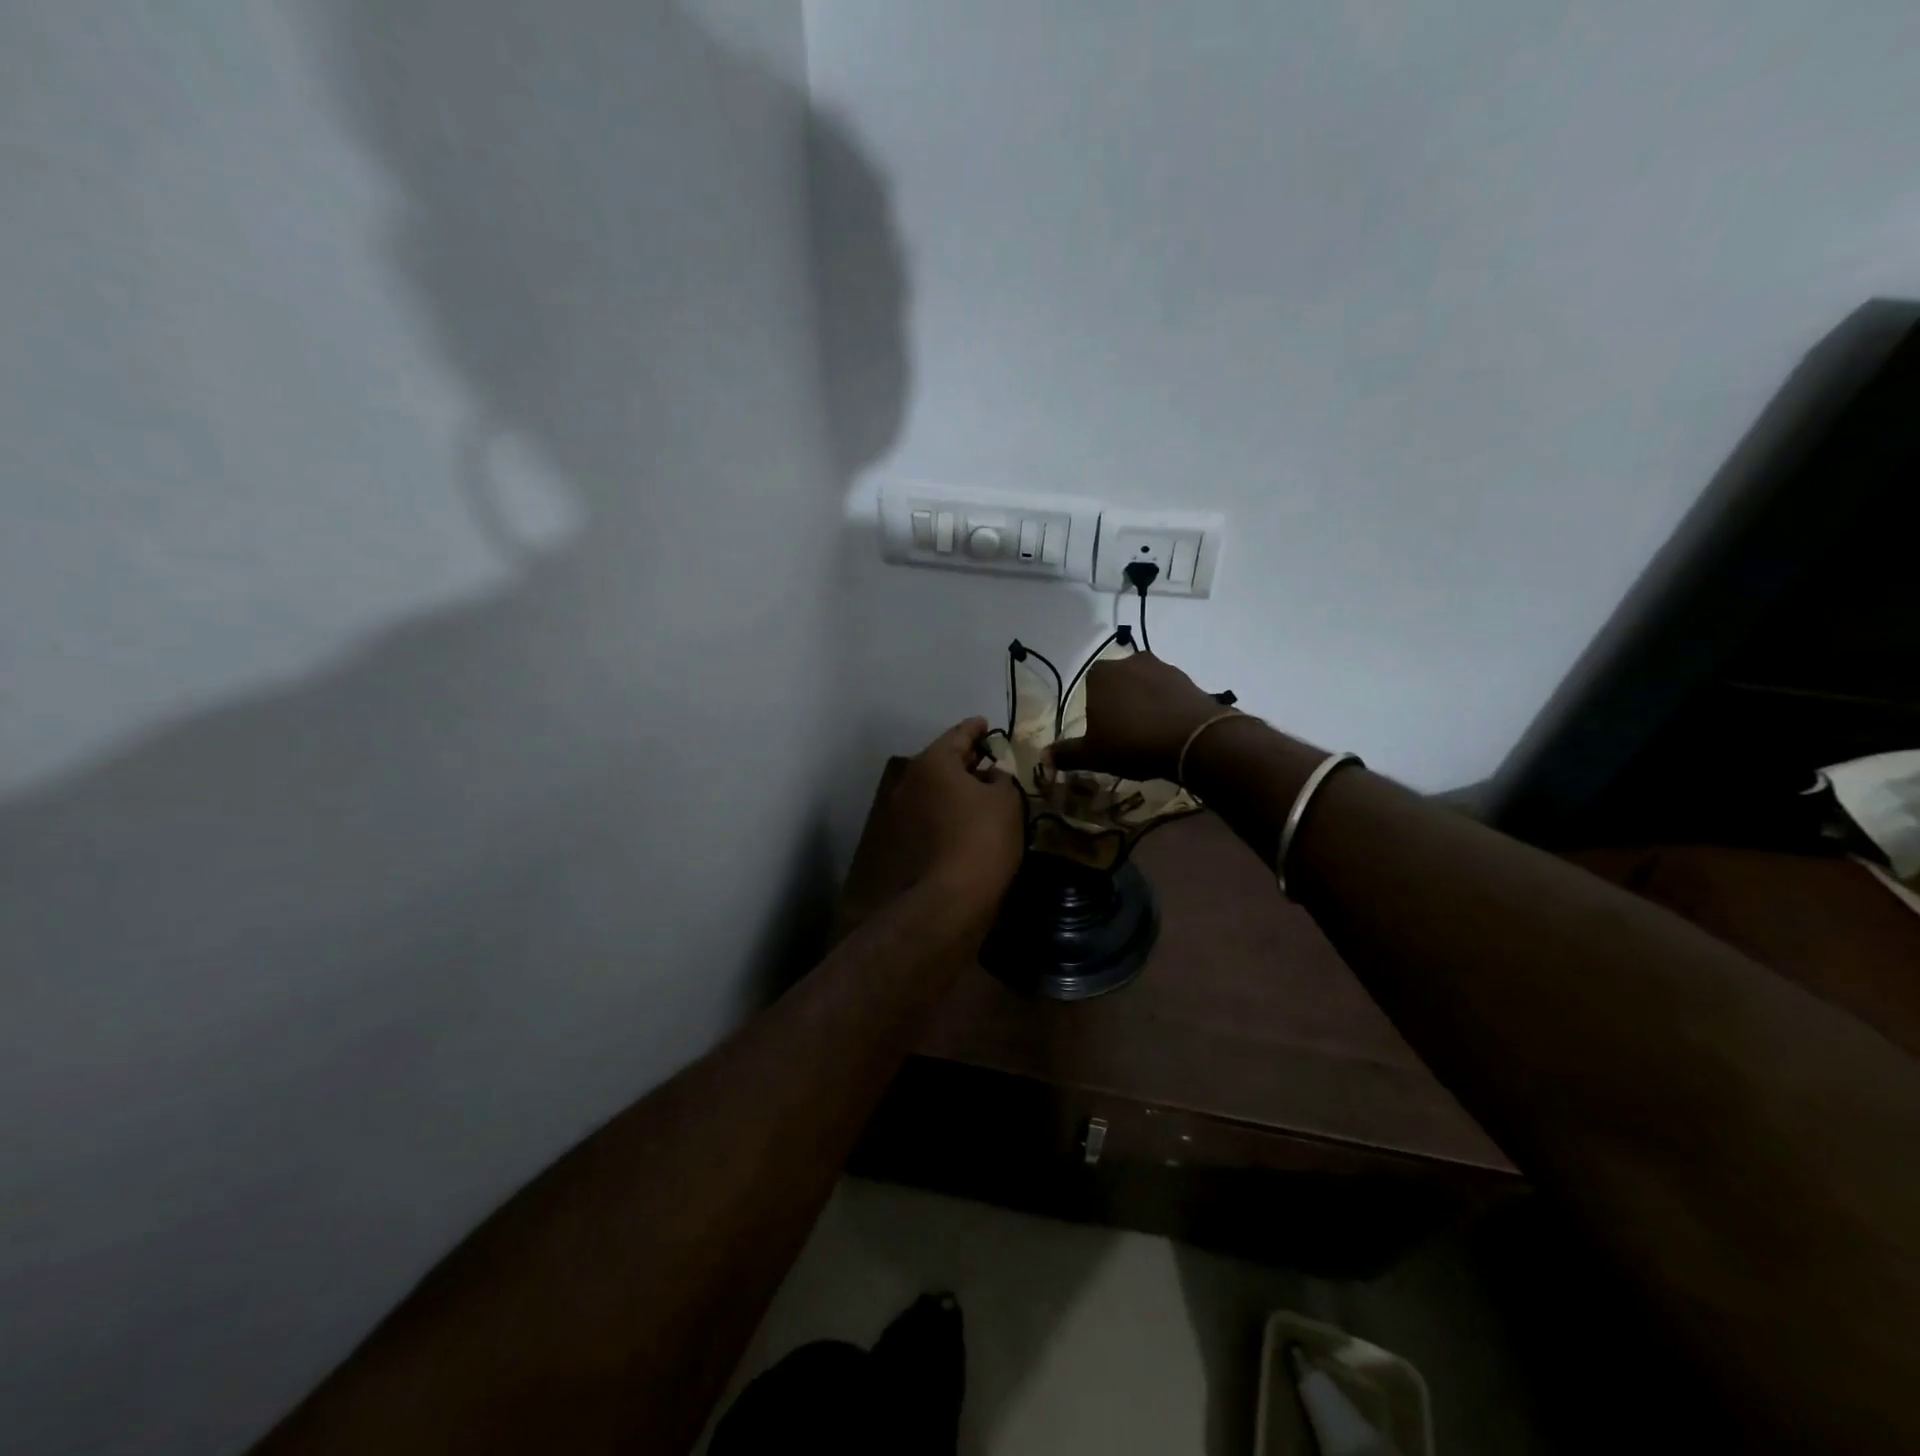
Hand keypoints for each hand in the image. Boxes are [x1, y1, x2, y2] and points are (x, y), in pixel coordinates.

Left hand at [891, 717, 1025, 906]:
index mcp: (932, 762)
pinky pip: (930, 813)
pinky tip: (968, 817)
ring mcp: (901, 813)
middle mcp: (910, 781)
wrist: (949, 898)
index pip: (958, 734)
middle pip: (941, 761)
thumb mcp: (1006, 800)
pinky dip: (947, 809)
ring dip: (955, 786)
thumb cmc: (983, 837)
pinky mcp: (903, 841)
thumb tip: (991, 775)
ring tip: (982, 787)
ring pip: (934, 789)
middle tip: (988, 756)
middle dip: (965, 758)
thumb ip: (1001, 778)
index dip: (976, 728)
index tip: (986, 723)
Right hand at [1050, 654, 1232, 782]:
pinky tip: (1169, 728)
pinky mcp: (1187, 678)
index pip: (1089, 686)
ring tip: (1149, 732)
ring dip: (1144, 702)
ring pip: (1144, 685)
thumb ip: (1067, 754)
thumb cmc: (1132, 743)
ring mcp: (1161, 666)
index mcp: (1100, 674)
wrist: (1192, 740)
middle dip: (1119, 702)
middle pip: (1118, 683)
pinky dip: (1167, 705)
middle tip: (1126, 733)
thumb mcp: (1094, 754)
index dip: (1095, 709)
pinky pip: (1169, 692)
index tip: (1103, 732)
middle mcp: (1128, 661)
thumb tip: (1042, 757)